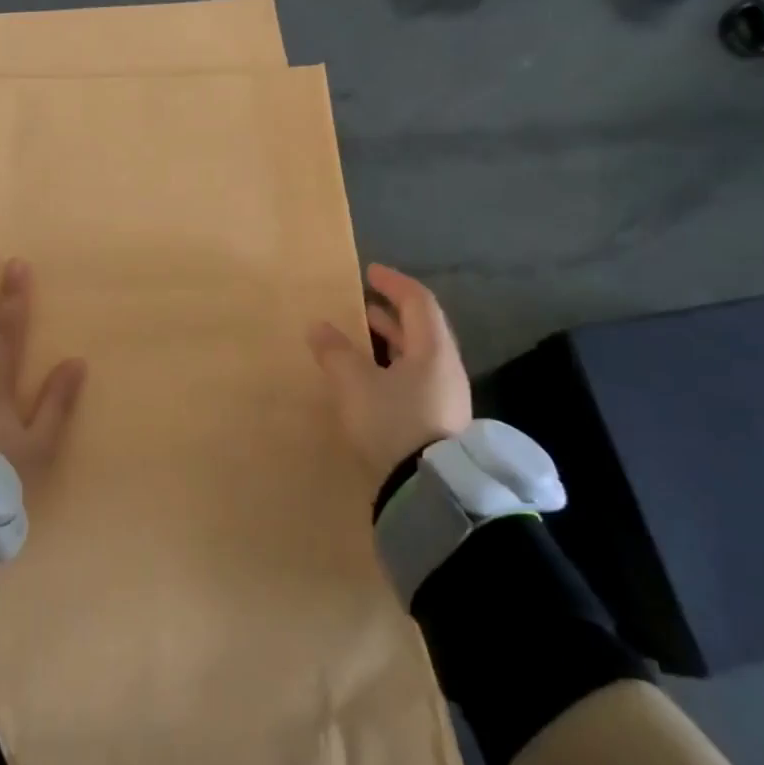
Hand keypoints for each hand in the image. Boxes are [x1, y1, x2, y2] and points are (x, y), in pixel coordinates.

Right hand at [308, 263, 472, 481]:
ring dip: (388, 343)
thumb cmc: (393, 423)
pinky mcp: (436, 424)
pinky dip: (389, 369)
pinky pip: (413, 381)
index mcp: (432, 350)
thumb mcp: (355, 383)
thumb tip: (318, 326)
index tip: (369, 272)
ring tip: (358, 341)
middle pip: (420, 329)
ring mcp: (444, 398)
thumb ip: (335, 352)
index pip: (418, 301)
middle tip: (360, 306)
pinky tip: (368, 382)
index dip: (393, 282)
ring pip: (416, 357)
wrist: (426, 492)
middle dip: (389, 314)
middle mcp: (445, 369)